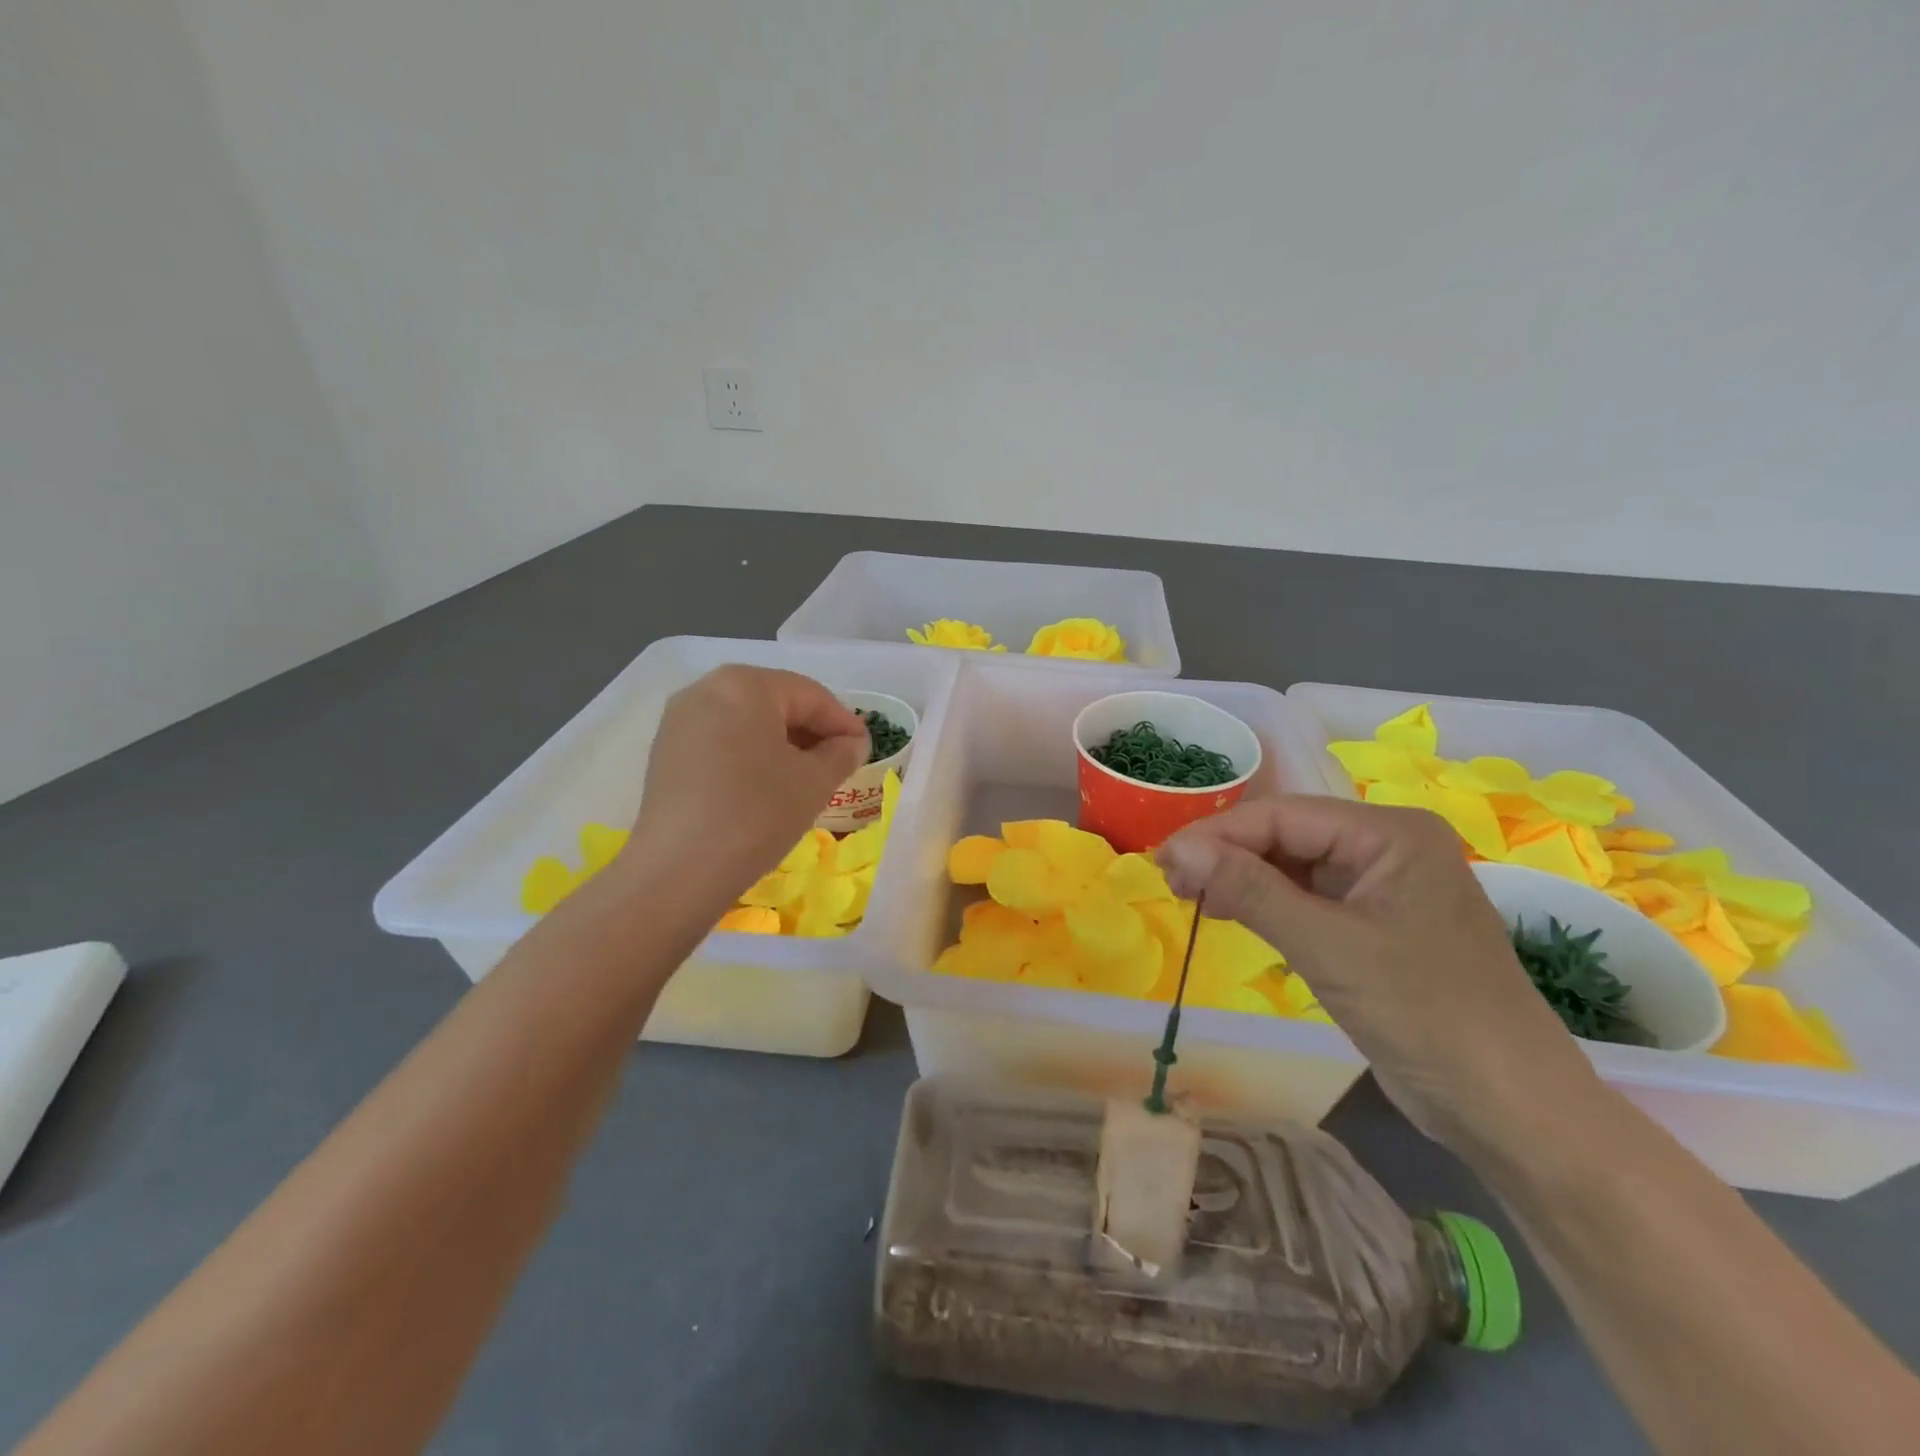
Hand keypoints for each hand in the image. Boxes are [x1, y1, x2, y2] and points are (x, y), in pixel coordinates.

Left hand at [622, 665, 868, 903]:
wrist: (679, 870)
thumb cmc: (757, 813)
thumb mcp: (814, 782)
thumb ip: (841, 754)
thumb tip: (851, 743)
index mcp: (746, 684)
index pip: (810, 695)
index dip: (843, 721)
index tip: (865, 747)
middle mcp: (707, 689)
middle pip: (775, 702)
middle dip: (811, 731)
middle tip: (839, 761)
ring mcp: (680, 721)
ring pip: (747, 722)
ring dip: (781, 744)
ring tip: (806, 776)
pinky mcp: (666, 752)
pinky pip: (721, 741)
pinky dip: (750, 755)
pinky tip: (766, 786)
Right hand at [1156, 795, 1603, 1159]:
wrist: (1512, 1111)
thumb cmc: (1426, 1016)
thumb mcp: (1329, 948)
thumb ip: (1251, 891)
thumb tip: (1177, 848)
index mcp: (1391, 833)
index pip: (1283, 815)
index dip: (1217, 834)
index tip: (1163, 861)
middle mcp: (1387, 847)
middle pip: (1286, 835)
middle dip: (1227, 855)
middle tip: (1173, 884)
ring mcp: (1382, 887)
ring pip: (1292, 865)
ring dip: (1241, 879)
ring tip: (1191, 898)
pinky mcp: (1373, 924)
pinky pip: (1306, 897)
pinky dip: (1265, 903)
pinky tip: (1230, 912)